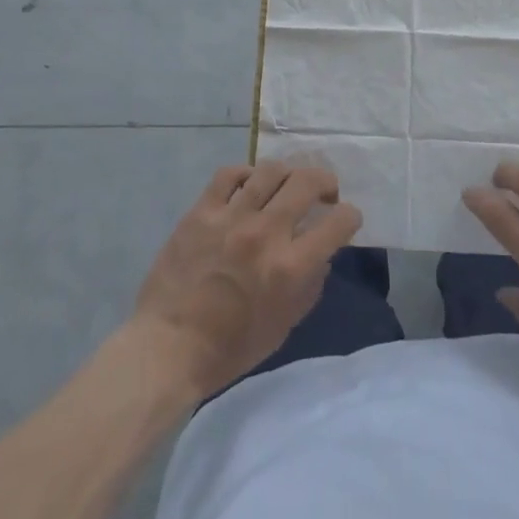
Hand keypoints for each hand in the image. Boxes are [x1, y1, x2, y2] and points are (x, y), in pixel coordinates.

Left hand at [130, 162, 360, 400]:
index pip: (337, 222)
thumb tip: (321, 253)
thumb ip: (310, 284)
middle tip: (324, 193)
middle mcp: (265, 233)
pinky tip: (249, 185)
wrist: (169, 346)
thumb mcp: (285, 325)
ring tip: (287, 185)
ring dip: (288, 174)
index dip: (349, 216)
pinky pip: (229, 174)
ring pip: (270, 171)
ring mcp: (231, 217)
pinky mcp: (202, 211)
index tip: (345, 218)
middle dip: (325, 182)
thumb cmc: (231, 347)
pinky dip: (246, 174)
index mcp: (290, 267)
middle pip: (307, 182)